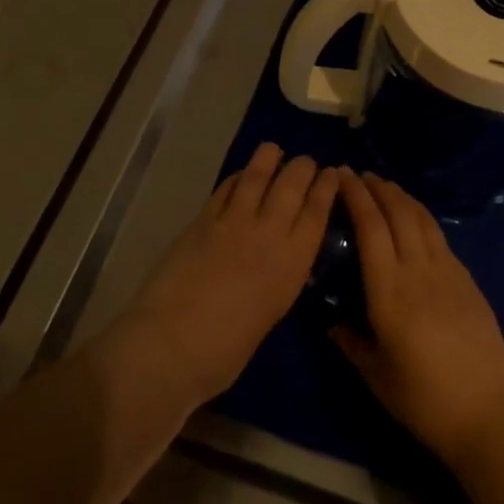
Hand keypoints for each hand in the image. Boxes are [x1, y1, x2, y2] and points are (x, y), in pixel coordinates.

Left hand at [111, 143, 337, 405]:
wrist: (171, 344)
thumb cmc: (224, 352)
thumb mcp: (269, 315)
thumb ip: (278, 280)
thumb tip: (279, 263)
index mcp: (291, 265)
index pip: (316, 213)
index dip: (326, 188)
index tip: (332, 173)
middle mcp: (268, 234)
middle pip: (291, 185)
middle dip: (302, 167)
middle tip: (306, 162)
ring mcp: (232, 222)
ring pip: (257, 176)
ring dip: (269, 158)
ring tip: (274, 151)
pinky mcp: (202, 219)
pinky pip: (225, 188)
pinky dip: (237, 177)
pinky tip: (240, 175)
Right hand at [332, 171, 503, 468]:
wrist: (489, 413)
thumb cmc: (424, 399)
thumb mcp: (376, 374)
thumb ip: (350, 340)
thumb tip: (330, 319)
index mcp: (389, 291)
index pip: (370, 227)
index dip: (356, 196)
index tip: (341, 175)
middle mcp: (417, 270)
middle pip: (397, 213)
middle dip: (377, 188)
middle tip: (359, 175)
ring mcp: (447, 272)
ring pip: (421, 219)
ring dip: (401, 197)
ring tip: (385, 186)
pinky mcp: (467, 281)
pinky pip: (438, 237)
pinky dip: (421, 218)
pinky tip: (415, 220)